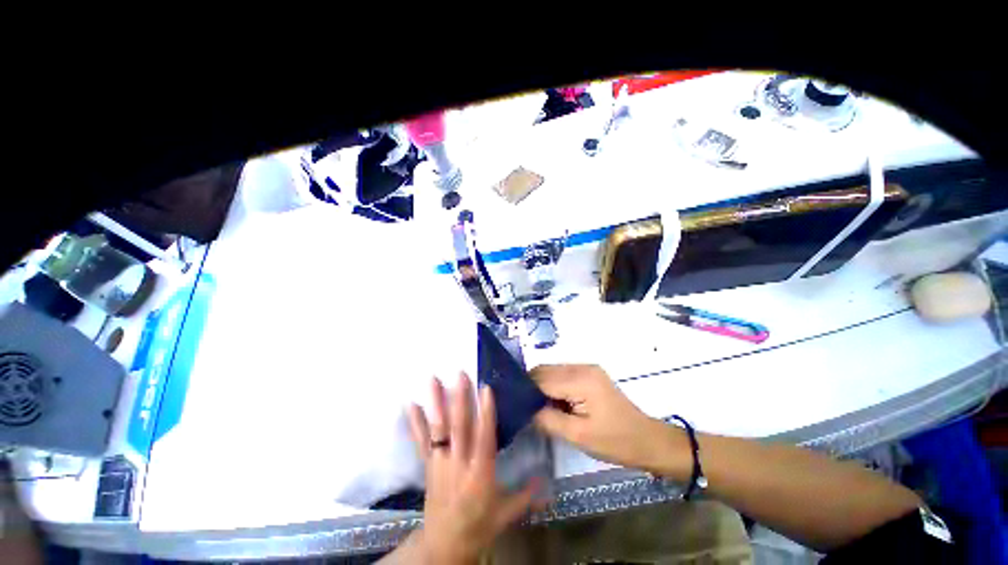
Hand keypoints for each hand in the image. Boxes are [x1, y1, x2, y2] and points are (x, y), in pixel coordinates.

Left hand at [405, 374, 537, 564]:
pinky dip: (415, 422)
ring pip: (438, 429)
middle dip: (459, 399)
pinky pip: (421, 442)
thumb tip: (548, 478)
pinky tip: (410, 404)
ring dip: (436, 403)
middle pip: (459, 428)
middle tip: (459, 374)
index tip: (486, 388)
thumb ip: (527, 494)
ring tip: (433, 379)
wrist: (445, 545)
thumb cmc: (479, 526)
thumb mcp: (506, 513)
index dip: (486, 413)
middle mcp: (459, 464)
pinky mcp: (428, 466)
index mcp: (480, 475)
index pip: (484, 438)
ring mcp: (440, 463)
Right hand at [531, 364, 680, 472]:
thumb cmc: (615, 441)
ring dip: (541, 387)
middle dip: (531, 387)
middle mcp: (581, 366)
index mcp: (580, 380)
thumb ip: (547, 419)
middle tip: (525, 409)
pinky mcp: (589, 373)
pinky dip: (553, 386)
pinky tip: (554, 403)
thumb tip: (525, 409)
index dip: (525, 392)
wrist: (647, 440)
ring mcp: (586, 368)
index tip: (515, 406)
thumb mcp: (578, 436)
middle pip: (544, 370)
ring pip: (551, 371)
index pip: (541, 379)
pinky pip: (562, 374)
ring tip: (539, 408)